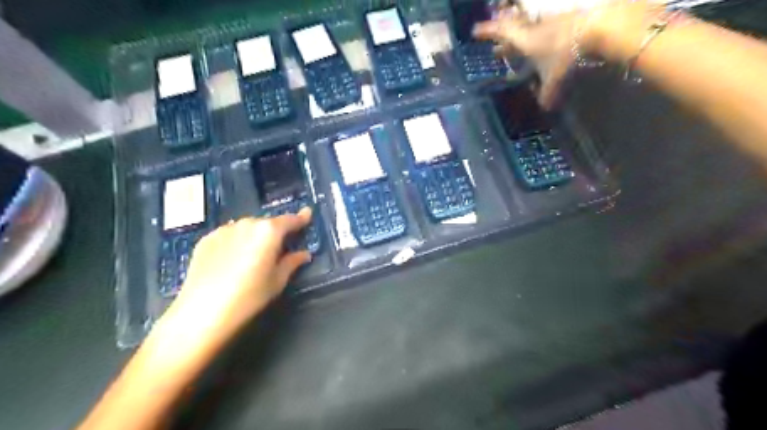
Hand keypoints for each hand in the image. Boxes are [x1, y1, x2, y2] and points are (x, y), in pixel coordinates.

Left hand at [155, 208, 310, 355]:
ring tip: (254, 254)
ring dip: (255, 235)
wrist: (202, 311)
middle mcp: (247, 223)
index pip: (290, 220)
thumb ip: (292, 262)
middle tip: (280, 246)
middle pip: (267, 223)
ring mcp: (224, 229)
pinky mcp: (206, 239)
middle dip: (276, 231)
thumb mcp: (277, 281)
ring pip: (247, 227)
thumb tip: (304, 254)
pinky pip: (229, 235)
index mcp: (269, 231)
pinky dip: (236, 241)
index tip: (307, 213)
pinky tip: (233, 258)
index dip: (301, 218)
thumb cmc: (249, 296)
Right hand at [474, 1, 652, 107]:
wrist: (599, 28)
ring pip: (528, 27)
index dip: (487, 31)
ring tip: (515, 46)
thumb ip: (547, 93)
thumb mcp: (554, 78)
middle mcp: (533, 28)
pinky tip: (543, 43)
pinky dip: (540, 36)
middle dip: (501, 38)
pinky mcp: (565, 21)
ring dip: (519, 36)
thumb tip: (544, 108)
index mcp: (524, 39)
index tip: (475, 30)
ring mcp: (550, 22)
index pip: (500, 32)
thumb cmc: (567, 53)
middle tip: (494, 48)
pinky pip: (546, 28)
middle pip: (512, 28)